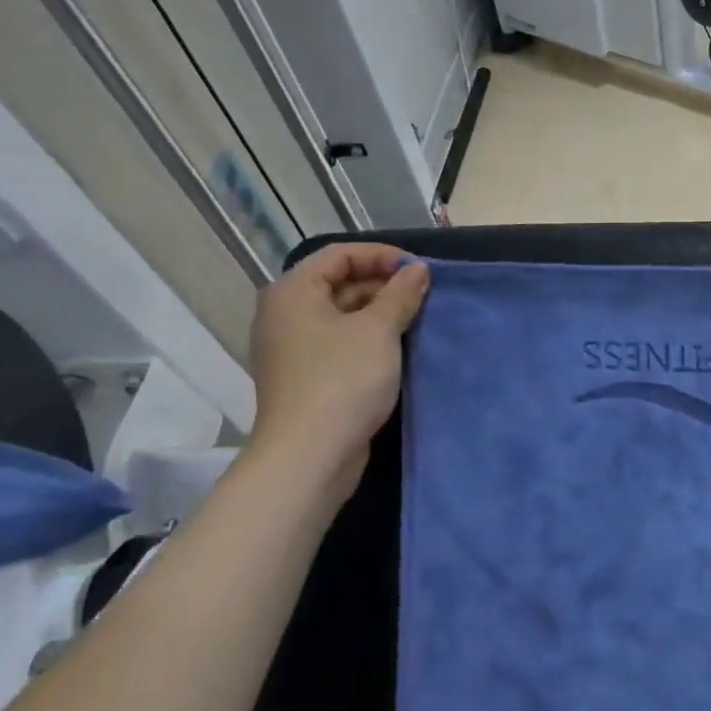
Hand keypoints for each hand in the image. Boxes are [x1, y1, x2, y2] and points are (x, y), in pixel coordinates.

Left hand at [247, 244, 429, 459]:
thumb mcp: (378, 330)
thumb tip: (418, 270)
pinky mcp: (308, 375)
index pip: (339, 255)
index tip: (418, 269)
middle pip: (339, 282)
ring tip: (418, 319)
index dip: (381, 256)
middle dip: (383, 284)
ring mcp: (295, 347)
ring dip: (380, 312)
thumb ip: (400, 294)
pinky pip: (341, 342)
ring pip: (343, 315)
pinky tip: (400, 347)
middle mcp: (287, 314)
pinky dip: (369, 338)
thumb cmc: (342, 380)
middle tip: (423, 295)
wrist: (310, 455)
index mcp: (294, 292)